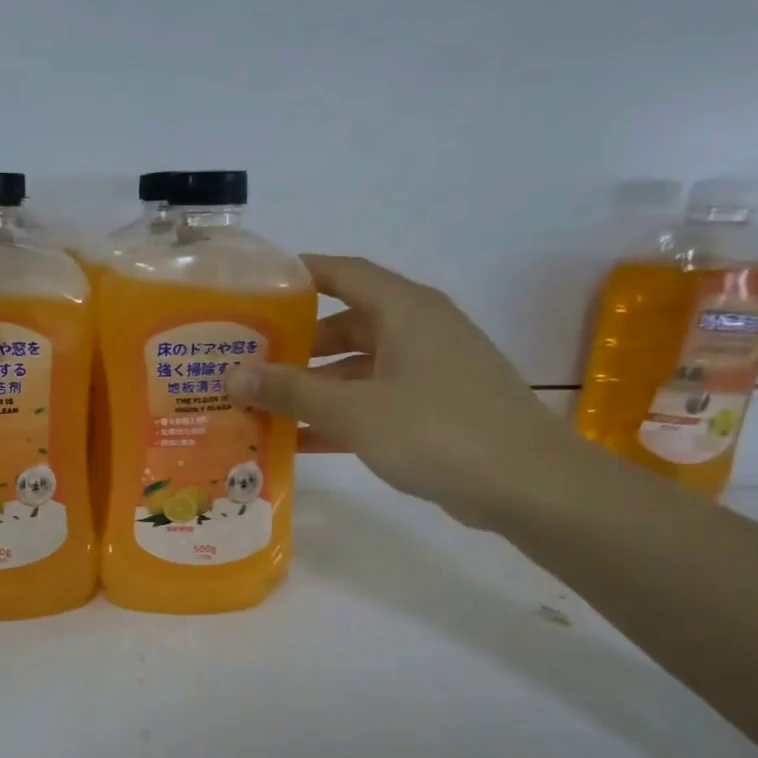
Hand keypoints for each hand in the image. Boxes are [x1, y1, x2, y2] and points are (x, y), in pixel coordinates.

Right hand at [231, 255, 589, 528]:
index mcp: (405, 310)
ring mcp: (429, 370)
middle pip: (345, 325)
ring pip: (358, 368)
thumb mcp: (355, 410)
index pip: (344, 274)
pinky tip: (300, 440)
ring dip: (314, 386)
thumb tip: (232, 375)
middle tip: (248, 361)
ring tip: (263, 405)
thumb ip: (292, 391)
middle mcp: (418, 330)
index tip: (255, 290)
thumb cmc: (437, 431)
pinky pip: (375, 400)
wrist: (525, 484)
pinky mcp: (434, 407)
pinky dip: (340, 414)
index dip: (300, 276)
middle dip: (297, 344)